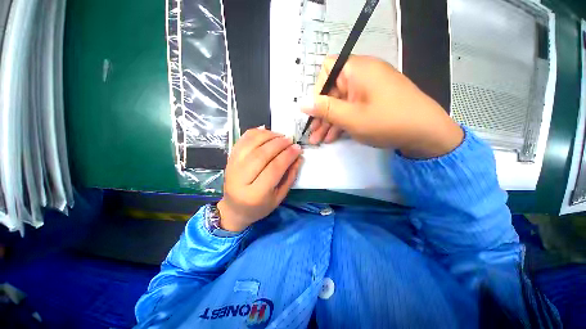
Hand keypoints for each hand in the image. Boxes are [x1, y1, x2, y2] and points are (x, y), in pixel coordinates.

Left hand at [217, 128, 302, 231]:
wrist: (234, 209)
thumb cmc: (260, 206)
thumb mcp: (279, 197)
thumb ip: (290, 177)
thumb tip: (298, 158)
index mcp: (255, 194)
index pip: (274, 169)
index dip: (287, 156)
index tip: (297, 148)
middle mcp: (241, 179)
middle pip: (261, 154)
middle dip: (279, 144)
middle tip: (290, 140)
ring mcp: (232, 166)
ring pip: (250, 144)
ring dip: (268, 136)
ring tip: (280, 136)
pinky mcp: (229, 159)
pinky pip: (242, 140)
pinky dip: (255, 133)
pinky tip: (266, 132)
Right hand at [303, 55, 462, 158]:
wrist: (426, 134)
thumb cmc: (387, 122)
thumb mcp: (351, 118)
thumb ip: (324, 109)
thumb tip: (302, 103)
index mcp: (357, 70)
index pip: (327, 70)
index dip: (317, 90)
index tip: (314, 111)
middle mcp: (362, 75)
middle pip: (332, 91)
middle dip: (320, 114)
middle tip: (312, 134)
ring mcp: (367, 90)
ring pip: (340, 103)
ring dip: (328, 122)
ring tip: (318, 140)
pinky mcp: (372, 102)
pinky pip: (351, 109)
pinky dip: (341, 122)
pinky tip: (332, 137)